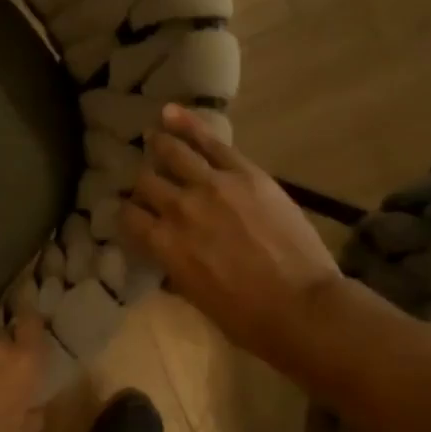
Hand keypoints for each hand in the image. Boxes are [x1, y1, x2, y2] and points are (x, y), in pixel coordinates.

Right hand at [121, 105, 345, 376]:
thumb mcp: (196, 298)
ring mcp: (211, 186)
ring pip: (171, 154)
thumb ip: (174, 268)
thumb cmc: (246, 318)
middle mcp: (178, 209)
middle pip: (147, 182)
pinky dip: (187, 124)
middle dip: (145, 183)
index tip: (134, 214)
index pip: (128, 216)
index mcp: (163, 245)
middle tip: (151, 183)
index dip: (128, 213)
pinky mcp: (243, 173)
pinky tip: (170, 113)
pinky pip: (209, 142)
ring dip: (159, 145)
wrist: (301, 307)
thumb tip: (167, 255)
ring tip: (154, 136)